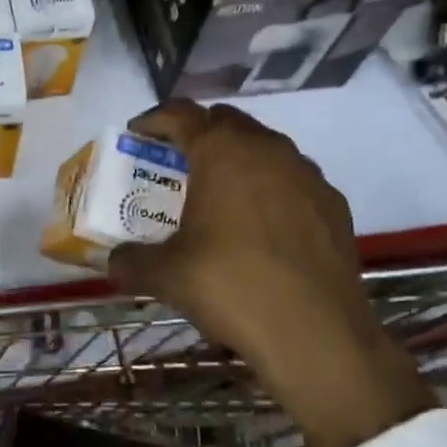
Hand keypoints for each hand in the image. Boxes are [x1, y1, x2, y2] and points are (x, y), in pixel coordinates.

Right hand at [106, 101, 433, 446]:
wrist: (316, 332)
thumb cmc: (231, 287)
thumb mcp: (166, 275)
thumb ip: (132, 261)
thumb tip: (114, 262)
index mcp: (221, 152)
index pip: (181, 113)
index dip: (154, 119)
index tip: (138, 133)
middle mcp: (266, 149)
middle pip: (225, 121)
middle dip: (197, 134)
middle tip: (175, 163)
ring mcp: (306, 174)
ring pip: (263, 147)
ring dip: (236, 158)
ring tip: (217, 193)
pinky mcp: (332, 203)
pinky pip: (292, 179)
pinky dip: (269, 187)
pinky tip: (260, 225)